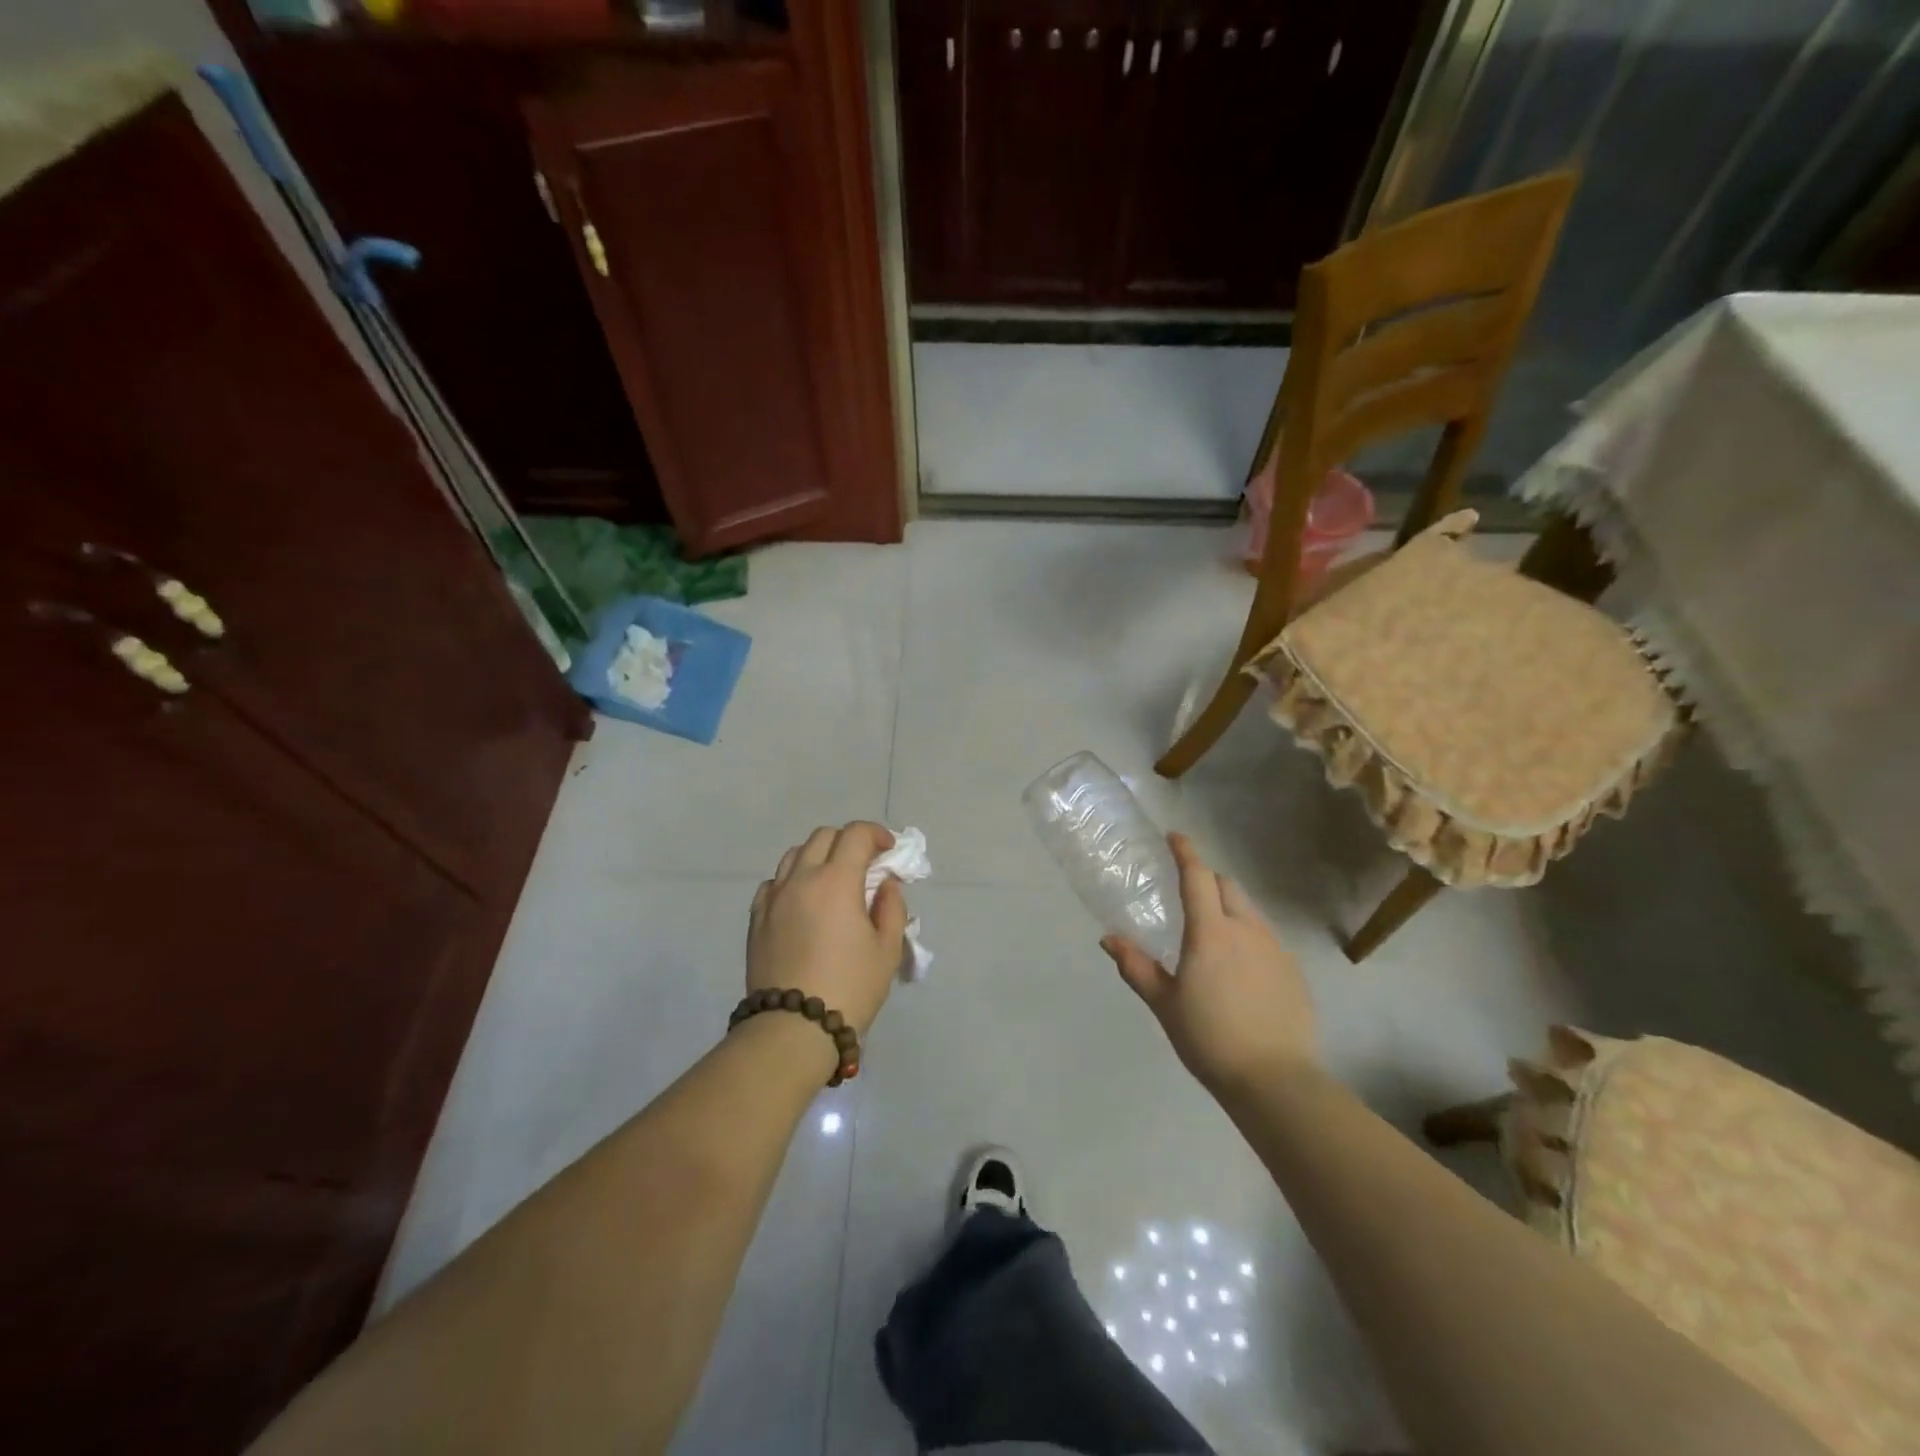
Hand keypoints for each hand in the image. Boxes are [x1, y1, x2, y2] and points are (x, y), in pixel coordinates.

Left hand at [748, 822, 907, 1036]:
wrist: (793, 1028)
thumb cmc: (850, 987)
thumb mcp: (887, 950)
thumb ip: (892, 908)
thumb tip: (886, 885)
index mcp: (837, 881)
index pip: (856, 834)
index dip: (876, 834)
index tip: (889, 850)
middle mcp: (801, 878)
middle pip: (824, 837)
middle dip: (848, 842)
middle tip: (865, 865)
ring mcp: (774, 897)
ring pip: (794, 854)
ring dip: (818, 856)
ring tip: (832, 880)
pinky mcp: (756, 918)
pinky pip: (774, 882)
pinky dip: (793, 880)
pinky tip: (803, 901)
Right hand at [1101, 833, 1316, 1094]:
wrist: (1275, 1080)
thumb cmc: (1210, 1038)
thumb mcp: (1164, 1004)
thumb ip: (1136, 967)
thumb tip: (1109, 939)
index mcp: (1211, 931)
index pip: (1197, 877)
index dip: (1185, 853)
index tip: (1175, 837)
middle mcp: (1246, 929)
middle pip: (1228, 887)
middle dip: (1207, 879)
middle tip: (1188, 892)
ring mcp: (1275, 950)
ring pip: (1249, 912)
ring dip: (1229, 907)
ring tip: (1213, 932)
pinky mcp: (1293, 972)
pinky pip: (1266, 939)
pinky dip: (1248, 936)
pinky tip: (1240, 969)